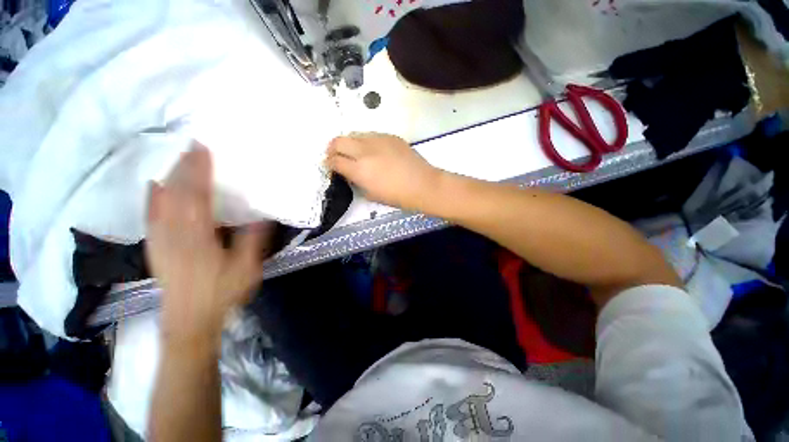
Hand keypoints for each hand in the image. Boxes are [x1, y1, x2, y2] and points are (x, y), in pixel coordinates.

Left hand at [146, 143, 272, 348]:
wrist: (189, 320)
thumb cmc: (221, 294)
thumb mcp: (246, 269)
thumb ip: (252, 241)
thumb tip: (263, 216)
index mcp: (198, 237)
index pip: (197, 197)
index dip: (199, 171)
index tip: (204, 150)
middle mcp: (175, 233)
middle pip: (177, 193)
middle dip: (184, 167)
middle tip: (192, 146)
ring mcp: (161, 240)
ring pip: (161, 201)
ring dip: (170, 177)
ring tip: (178, 159)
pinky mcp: (155, 247)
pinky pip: (150, 217)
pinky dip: (151, 198)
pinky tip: (153, 185)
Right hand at [325, 133, 442, 210]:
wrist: (423, 185)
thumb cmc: (398, 196)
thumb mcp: (372, 195)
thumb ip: (357, 181)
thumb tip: (351, 173)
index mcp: (359, 170)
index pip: (334, 161)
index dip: (329, 163)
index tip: (331, 166)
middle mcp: (365, 151)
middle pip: (338, 141)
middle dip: (333, 149)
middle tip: (337, 156)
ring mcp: (378, 140)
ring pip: (354, 134)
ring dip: (350, 143)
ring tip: (357, 153)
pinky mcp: (390, 136)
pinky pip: (371, 135)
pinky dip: (367, 142)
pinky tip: (375, 151)